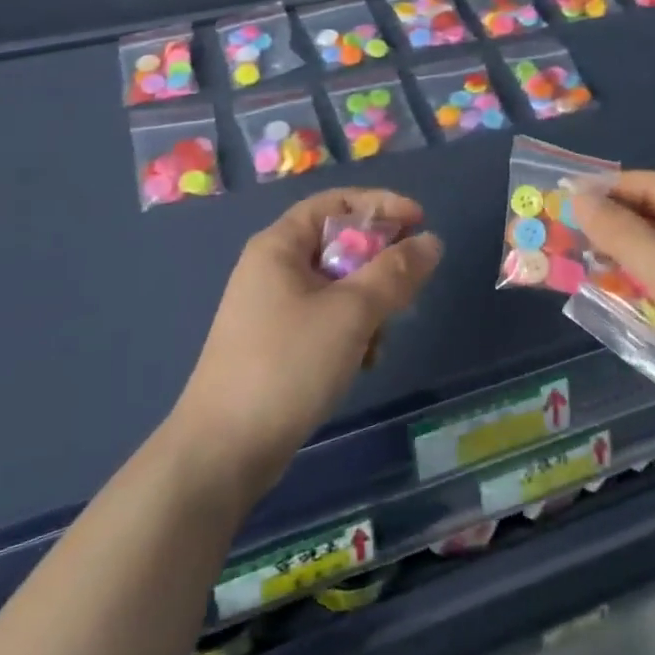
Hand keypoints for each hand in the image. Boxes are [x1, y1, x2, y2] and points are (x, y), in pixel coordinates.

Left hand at [170, 189, 441, 500]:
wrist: (223, 452)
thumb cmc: (287, 365)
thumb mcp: (351, 313)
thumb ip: (394, 273)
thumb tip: (431, 242)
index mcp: (280, 245)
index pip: (336, 202)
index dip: (381, 205)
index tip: (420, 222)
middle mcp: (273, 268)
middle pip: (338, 244)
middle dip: (378, 264)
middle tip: (408, 287)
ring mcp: (272, 308)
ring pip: (337, 286)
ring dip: (368, 305)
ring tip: (380, 338)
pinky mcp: (277, 344)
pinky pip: (325, 319)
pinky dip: (350, 332)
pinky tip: (363, 363)